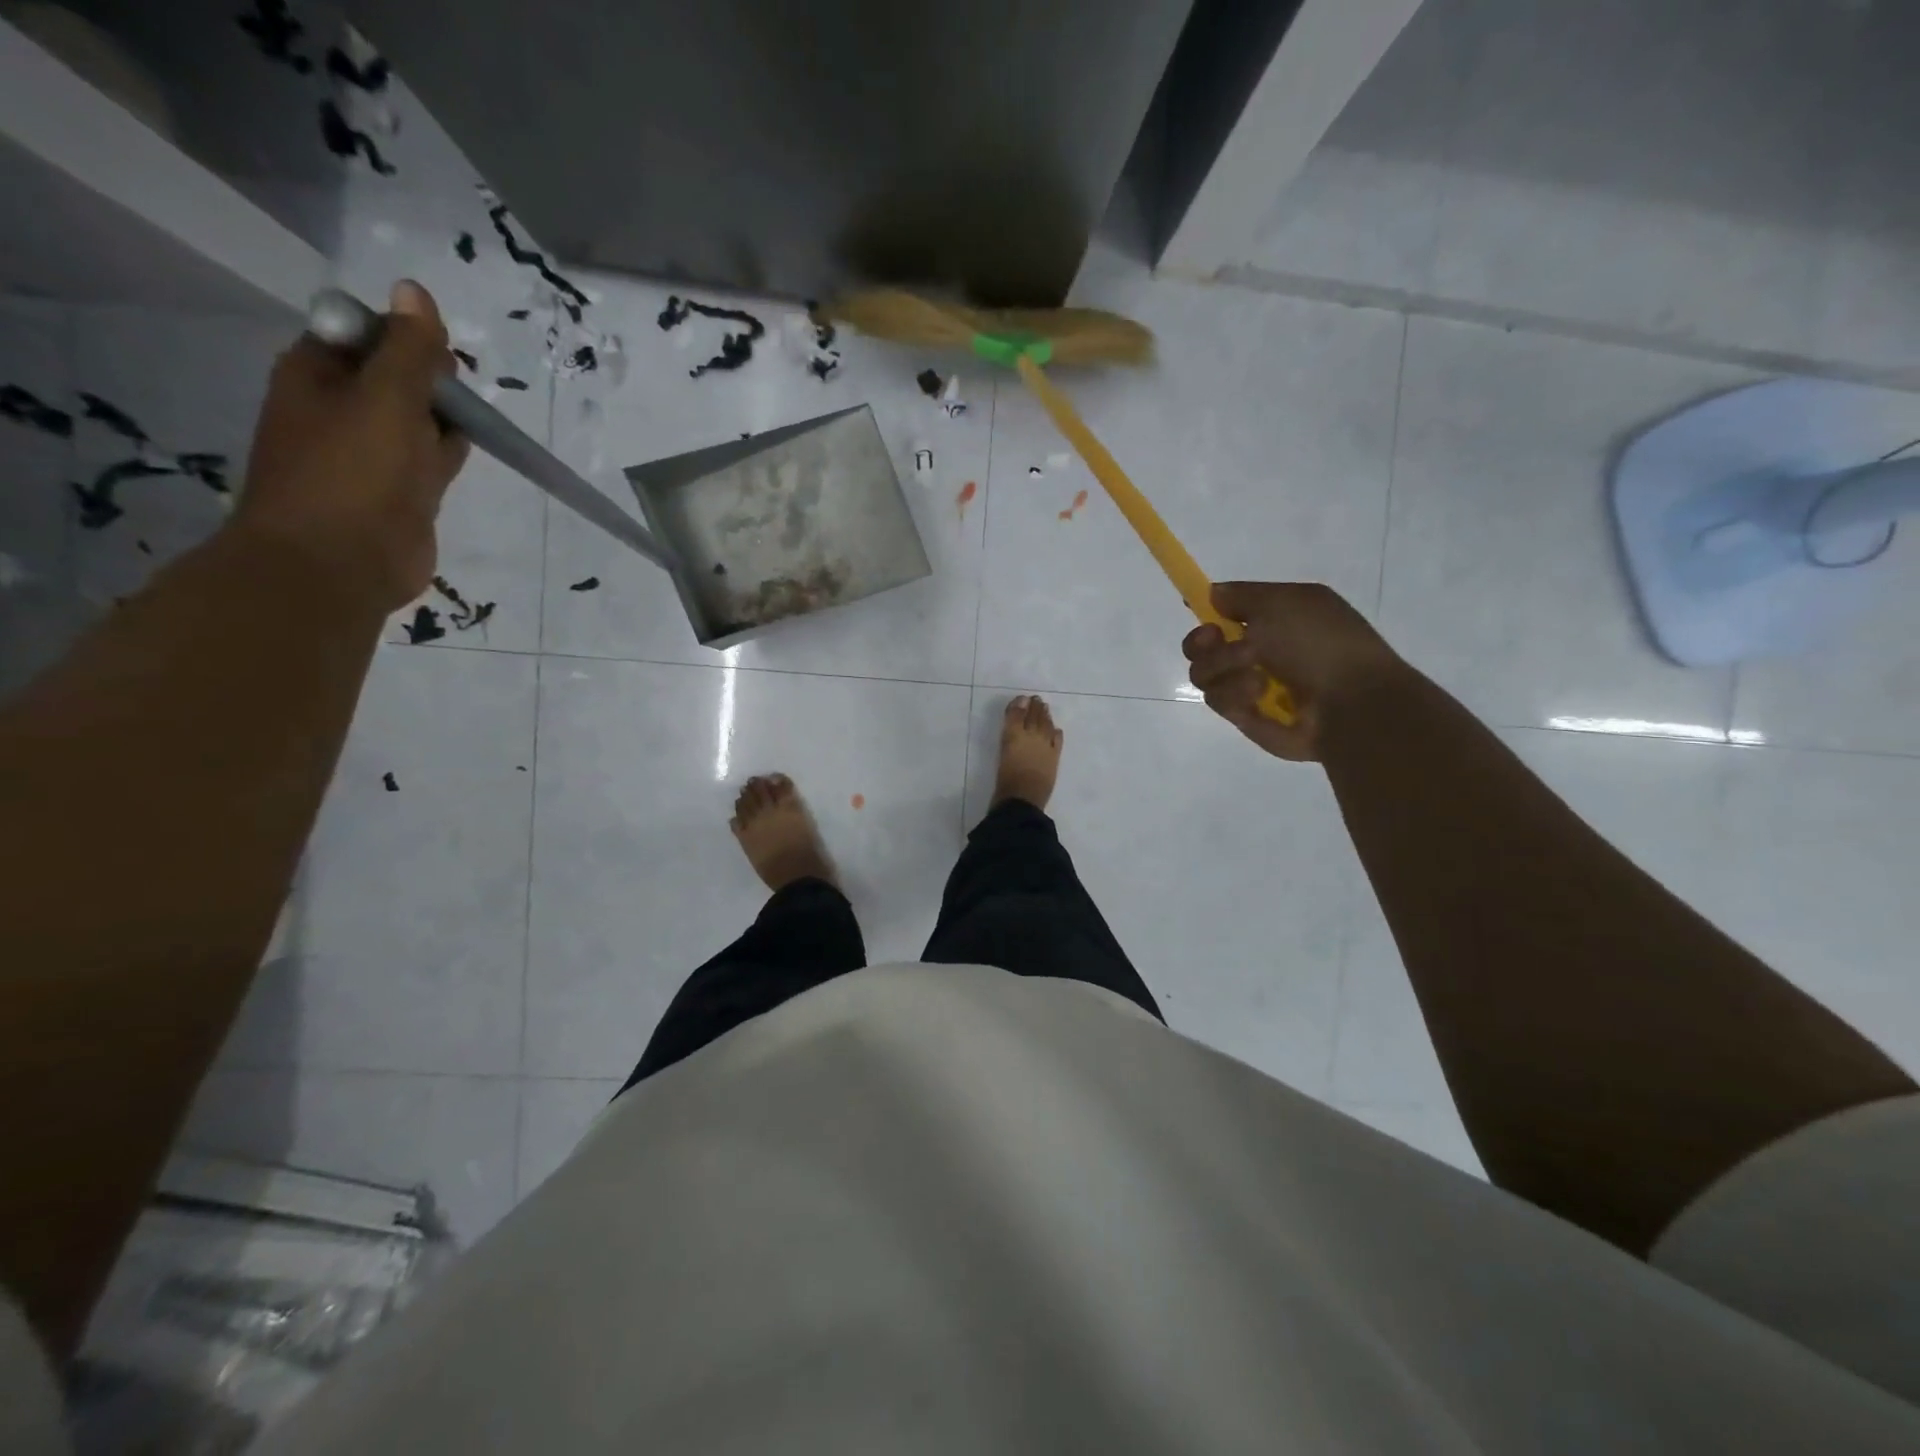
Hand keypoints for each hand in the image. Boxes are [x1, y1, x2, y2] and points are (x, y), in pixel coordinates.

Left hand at [233, 280, 468, 608]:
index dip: (405, 336)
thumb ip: (409, 349)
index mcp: (318, 373)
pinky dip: (448, 451)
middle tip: (456, 395)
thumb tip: (414, 288)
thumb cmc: (355, 473)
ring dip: (444, 417)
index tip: (438, 359)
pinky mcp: (402, 491)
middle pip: (397, 374)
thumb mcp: (386, 398)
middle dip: (432, 379)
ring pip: (418, 418)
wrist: (340, 562)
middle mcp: (341, 407)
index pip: (366, 332)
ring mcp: (372, 453)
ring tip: (469, 423)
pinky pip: (429, 458)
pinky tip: (465, 451)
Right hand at [1182, 581, 1404, 761]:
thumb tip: (1211, 593)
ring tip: (1255, 674)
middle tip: (1216, 641)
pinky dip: (1234, 694)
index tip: (1198, 609)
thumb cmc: (1320, 644)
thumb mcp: (1283, 602)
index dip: (1207, 610)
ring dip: (1224, 667)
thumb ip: (1241, 595)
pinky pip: (1217, 700)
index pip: (1225, 612)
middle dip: (1201, 642)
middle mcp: (1258, 652)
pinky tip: (1257, 695)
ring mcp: (1249, 686)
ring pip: (1204, 673)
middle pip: (1201, 645)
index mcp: (1274, 619)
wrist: (1349, 704)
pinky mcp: (1244, 716)